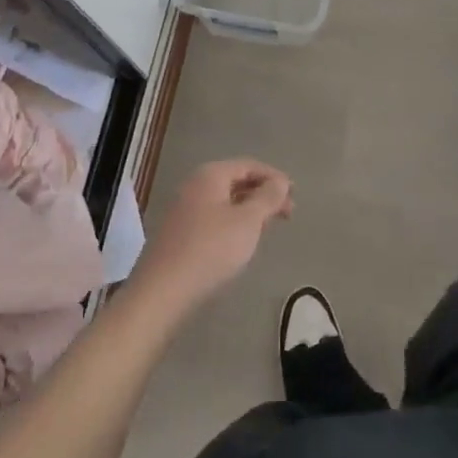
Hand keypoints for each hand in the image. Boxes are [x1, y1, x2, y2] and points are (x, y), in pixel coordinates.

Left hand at [129, 160, 292, 320]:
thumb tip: (280, 182)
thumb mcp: (248, 221)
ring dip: (250, 211)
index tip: (295, 195)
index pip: (248, 165)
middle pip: (236, 182)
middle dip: (263, 195)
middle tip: (288, 214)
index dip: (274, 177)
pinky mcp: (179, 234)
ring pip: (225, 202)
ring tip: (269, 228)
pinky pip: (214, 219)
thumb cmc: (211, 249)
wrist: (163, 292)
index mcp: (210, 175)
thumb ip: (268, 198)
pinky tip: (242, 242)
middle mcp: (195, 186)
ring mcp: (184, 210)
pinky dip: (233, 224)